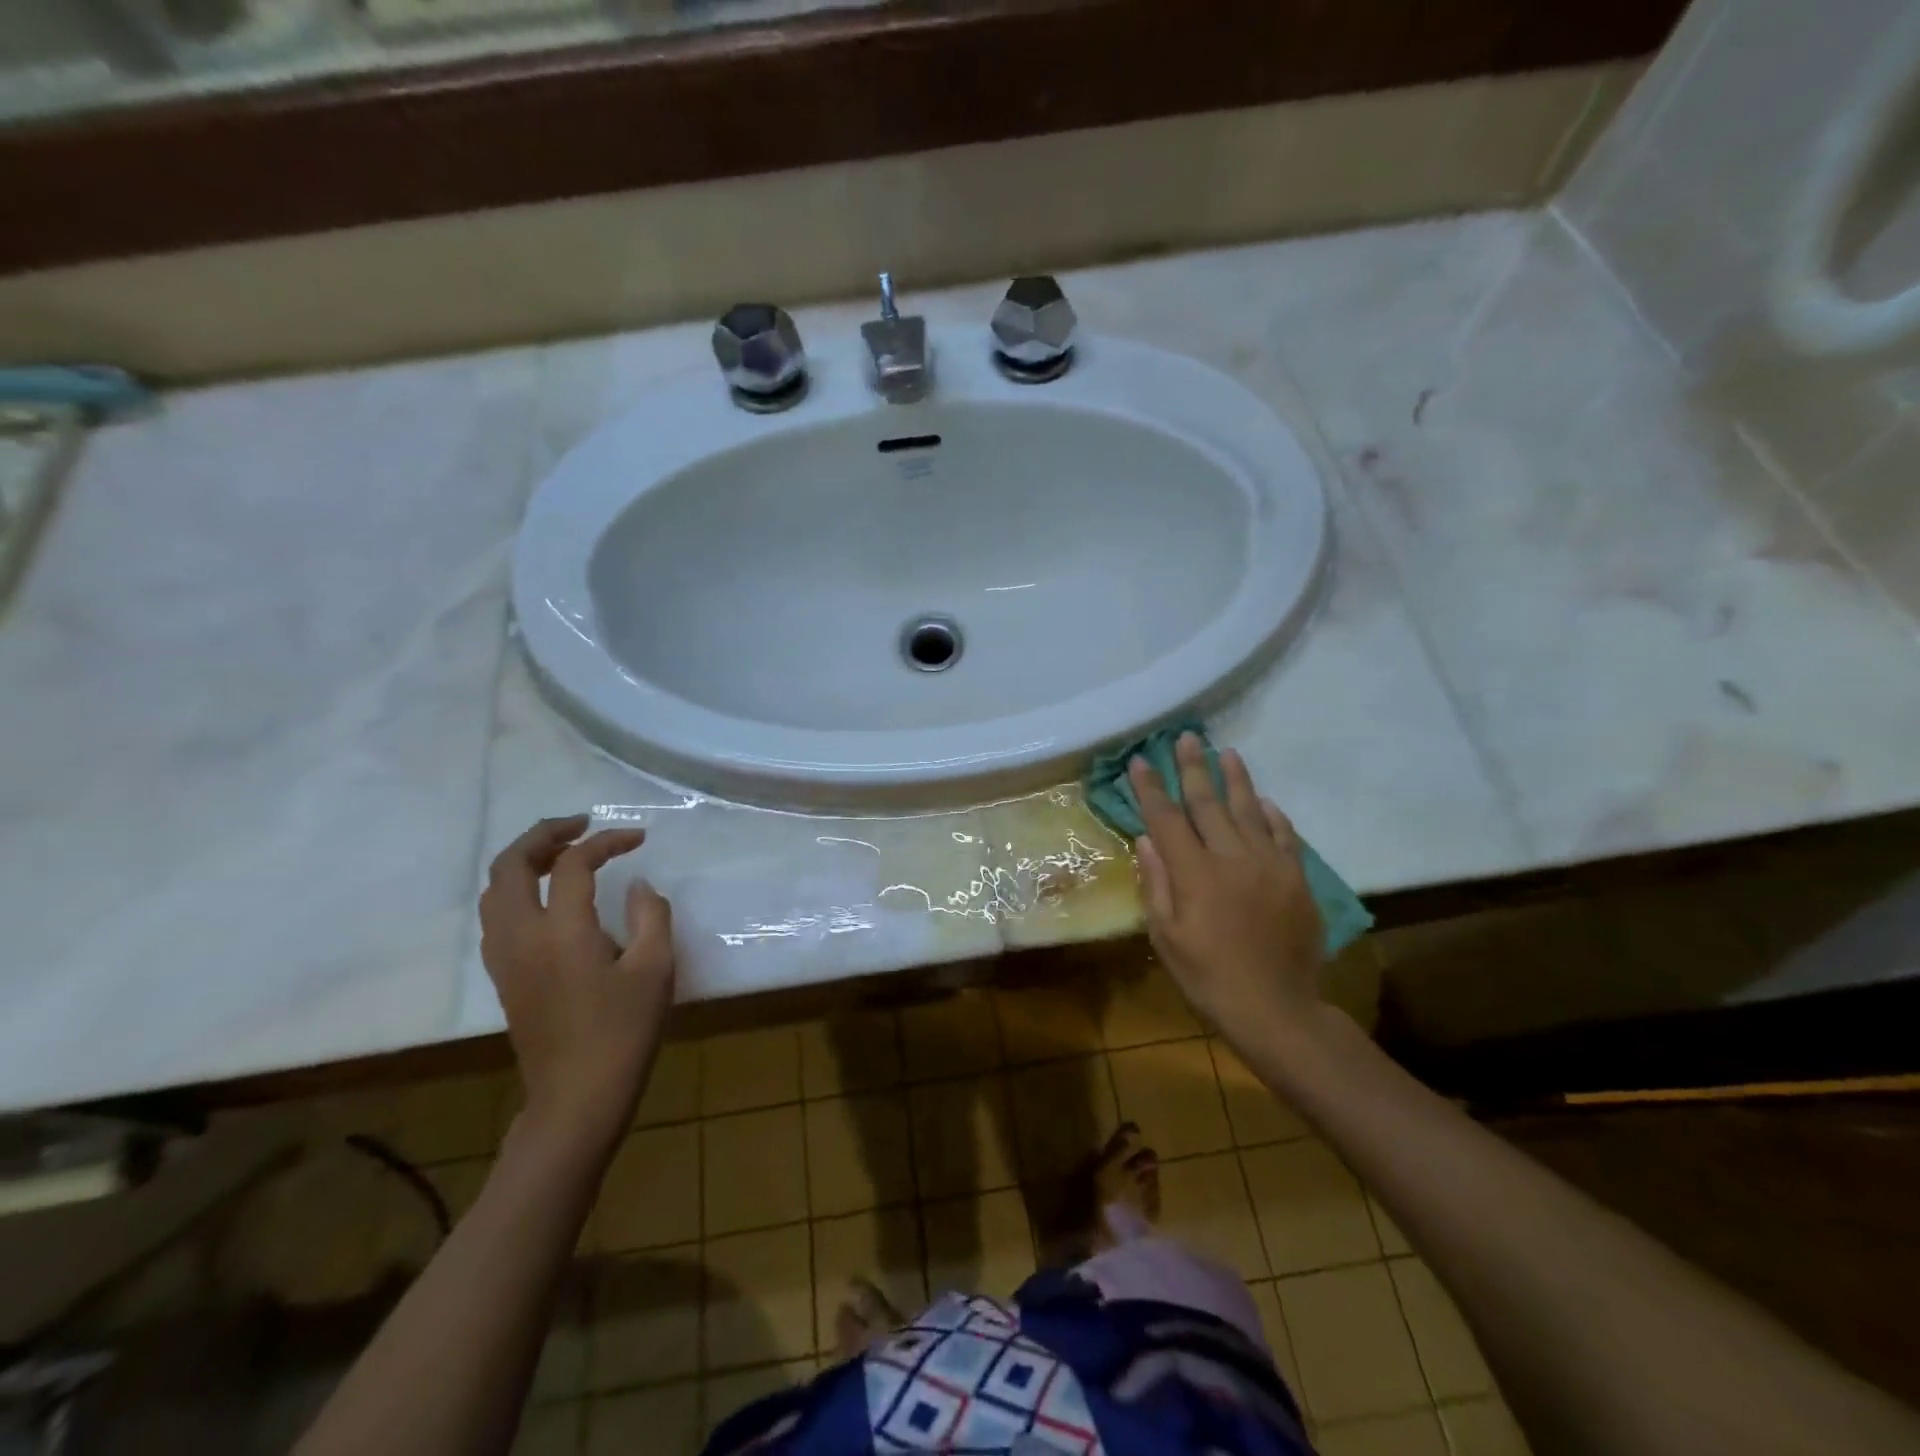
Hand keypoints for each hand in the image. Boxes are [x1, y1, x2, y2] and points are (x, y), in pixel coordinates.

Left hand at [479, 815, 674, 1155]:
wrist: (578, 1096)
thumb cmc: (623, 1032)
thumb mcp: (655, 968)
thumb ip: (651, 915)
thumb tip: (639, 887)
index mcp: (561, 931)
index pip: (573, 864)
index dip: (605, 842)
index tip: (637, 839)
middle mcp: (521, 936)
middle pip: (510, 865)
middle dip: (544, 835)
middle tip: (581, 826)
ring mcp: (505, 958)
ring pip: (494, 890)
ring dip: (525, 860)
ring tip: (563, 854)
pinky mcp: (503, 977)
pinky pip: (496, 915)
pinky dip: (516, 889)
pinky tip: (549, 898)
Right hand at [1130, 736, 1324, 1049]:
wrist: (1277, 1009)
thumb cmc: (1209, 978)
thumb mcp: (1166, 938)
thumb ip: (1156, 884)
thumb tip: (1146, 840)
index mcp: (1194, 873)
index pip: (1166, 819)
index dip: (1151, 788)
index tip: (1140, 760)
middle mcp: (1232, 858)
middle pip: (1208, 803)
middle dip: (1194, 768)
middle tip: (1186, 738)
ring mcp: (1269, 865)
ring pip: (1249, 810)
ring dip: (1235, 779)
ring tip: (1226, 752)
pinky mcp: (1296, 879)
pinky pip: (1285, 836)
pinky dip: (1273, 815)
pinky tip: (1265, 801)